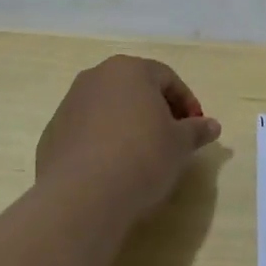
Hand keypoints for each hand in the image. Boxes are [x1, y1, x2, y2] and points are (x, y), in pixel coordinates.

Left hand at [35, 55, 222, 220]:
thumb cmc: (142, 157)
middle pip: (135, 88)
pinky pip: (87, 130)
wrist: (82, 195)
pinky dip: (103, 141)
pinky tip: (113, 168)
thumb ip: (196, 130)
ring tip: (142, 155)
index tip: (196, 128)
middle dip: (156, 110)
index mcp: (130, 70)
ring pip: (109, 108)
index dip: (186, 102)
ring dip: (128, 124)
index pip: (167, 78)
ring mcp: (69, 104)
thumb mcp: (180, 145)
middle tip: (172, 138)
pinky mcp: (52, 132)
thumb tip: (212, 126)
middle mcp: (96, 78)